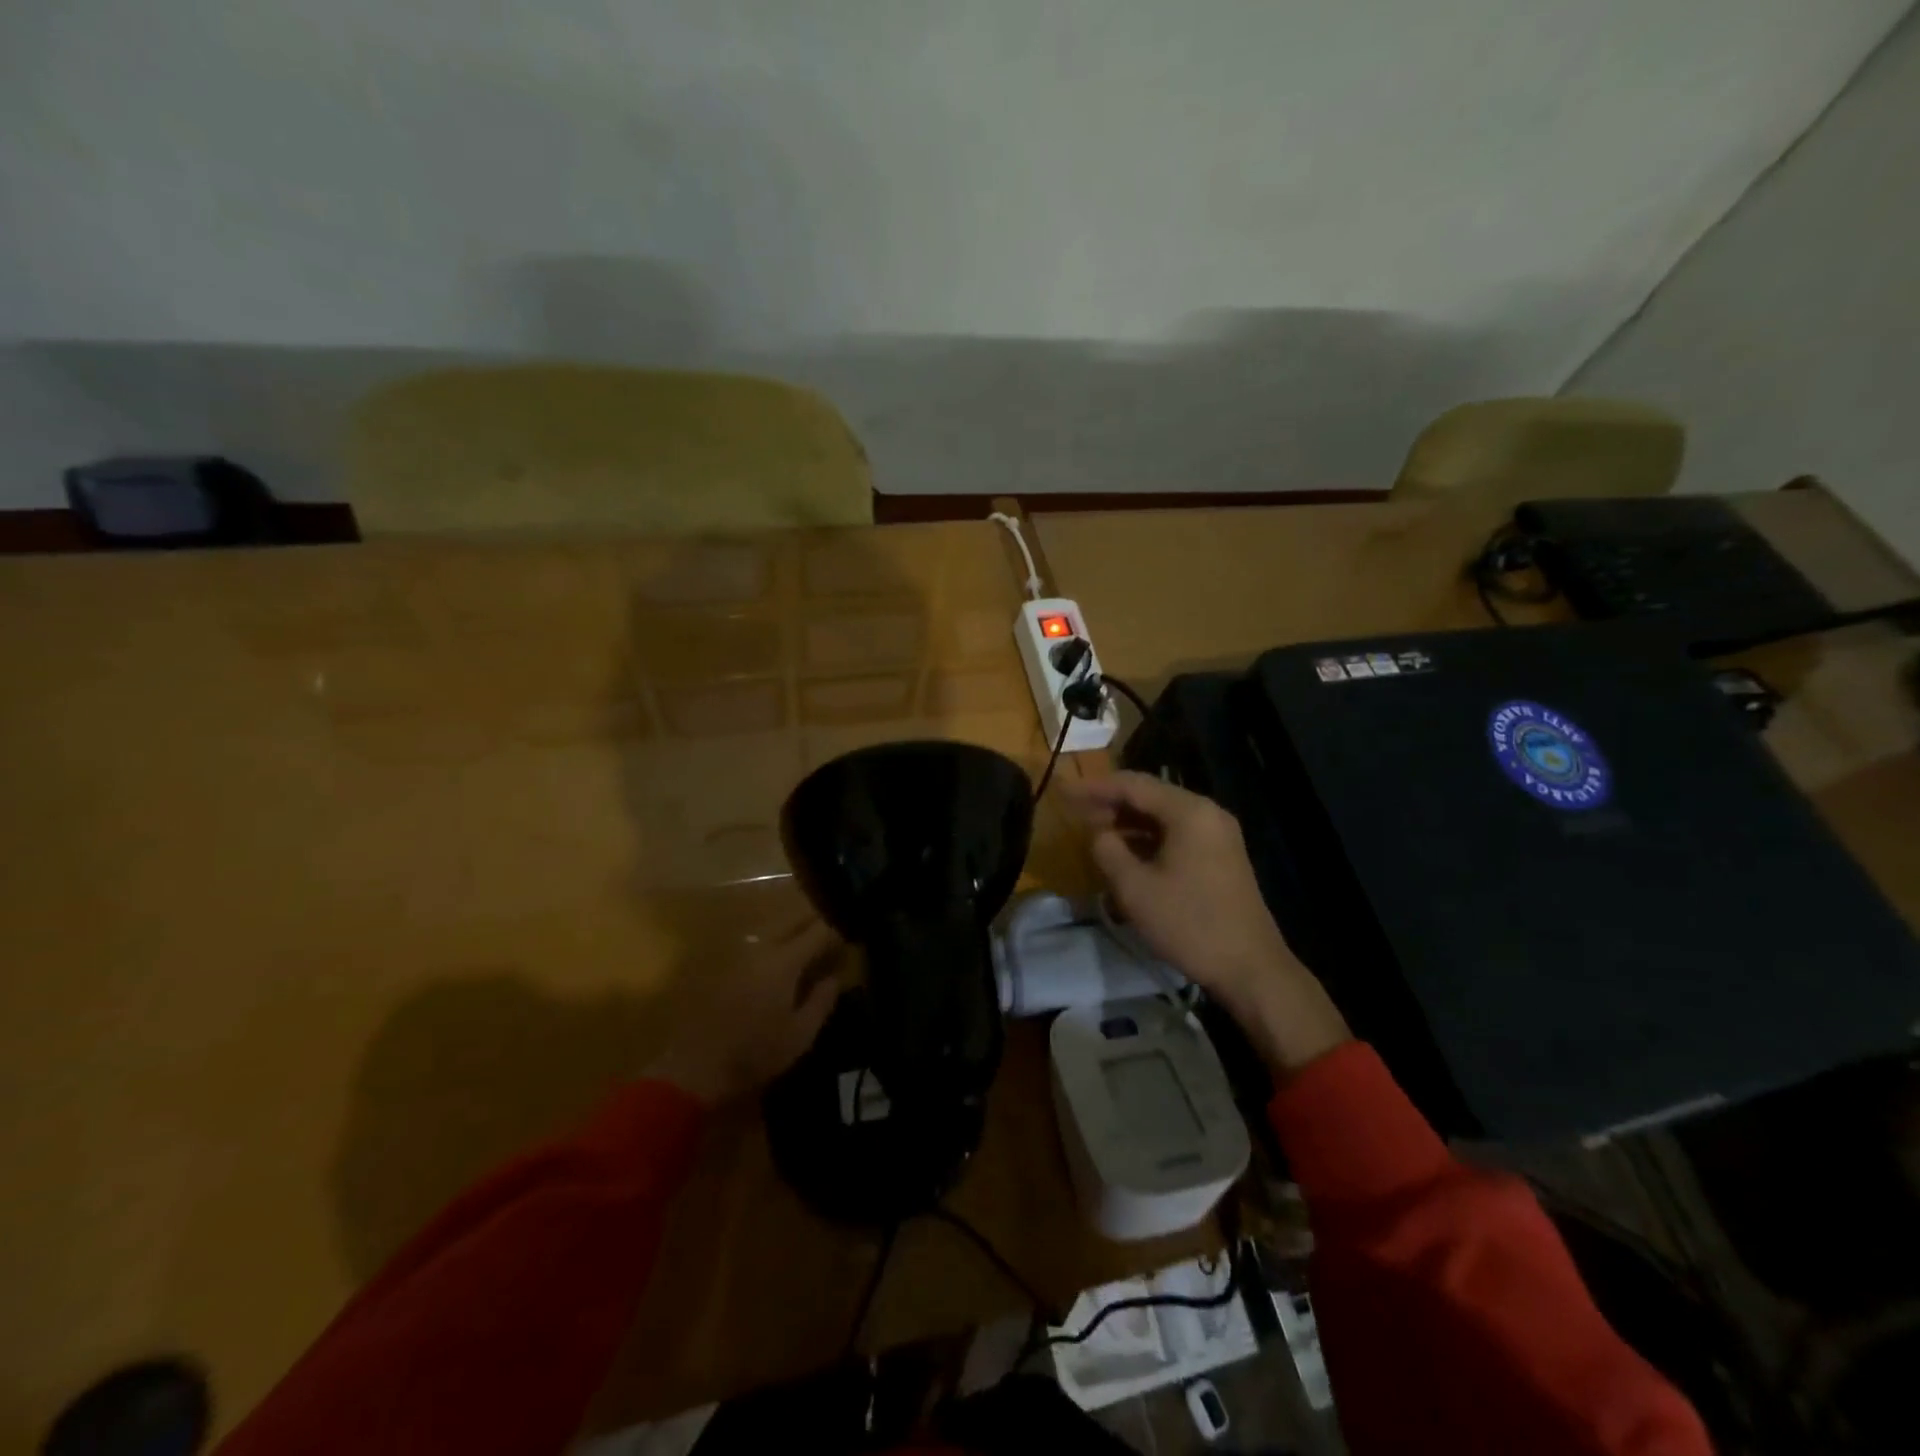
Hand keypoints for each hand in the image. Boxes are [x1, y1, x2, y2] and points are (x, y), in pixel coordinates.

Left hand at [644, 918, 842, 1105]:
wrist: (692, 1067)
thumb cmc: (754, 1053)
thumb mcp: (800, 1035)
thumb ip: (822, 1001)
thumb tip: (836, 977)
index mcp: (784, 961)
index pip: (819, 932)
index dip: (838, 932)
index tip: (851, 939)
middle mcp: (761, 947)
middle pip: (794, 920)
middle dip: (815, 922)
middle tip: (831, 936)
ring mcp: (737, 954)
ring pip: (773, 928)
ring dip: (793, 930)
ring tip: (808, 945)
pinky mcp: (721, 965)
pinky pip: (756, 943)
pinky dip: (773, 944)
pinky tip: (777, 962)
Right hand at [1063, 771, 1350, 1074]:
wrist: (1251, 968)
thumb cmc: (1190, 924)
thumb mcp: (1135, 889)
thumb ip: (1108, 850)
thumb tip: (1098, 834)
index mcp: (1189, 812)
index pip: (1133, 785)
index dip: (1094, 788)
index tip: (1064, 793)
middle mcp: (1207, 813)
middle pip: (1150, 796)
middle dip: (1111, 803)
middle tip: (1076, 814)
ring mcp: (1218, 834)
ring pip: (1163, 815)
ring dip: (1129, 821)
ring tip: (1095, 833)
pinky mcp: (1221, 856)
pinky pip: (1177, 833)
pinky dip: (1148, 837)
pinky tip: (1127, 852)